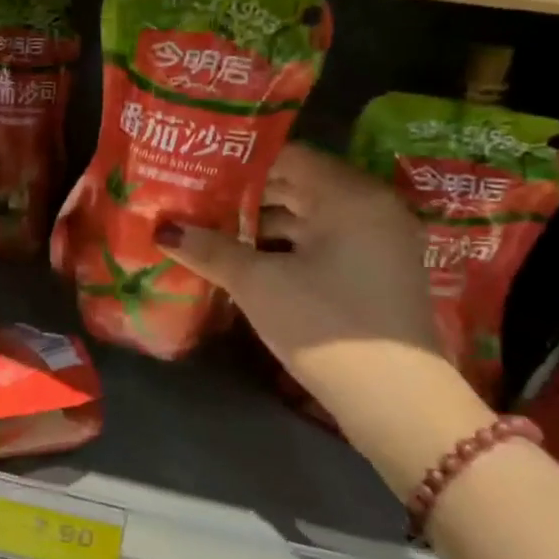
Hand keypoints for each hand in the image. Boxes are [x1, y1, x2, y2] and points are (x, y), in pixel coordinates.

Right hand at [154, 144, 490, 491]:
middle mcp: (371, 208)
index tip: (199, 168)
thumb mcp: (258, 284)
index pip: (287, 157)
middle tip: (196, 197)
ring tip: (211, 228)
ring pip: (309, 217)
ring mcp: (378, 242)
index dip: (240, 163)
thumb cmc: (325, 324)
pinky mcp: (375, 273)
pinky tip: (245, 258)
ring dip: (262, 224)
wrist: (396, 401)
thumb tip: (163, 229)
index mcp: (349, 195)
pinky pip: (323, 243)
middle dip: (245, 196)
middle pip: (298, 185)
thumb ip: (210, 249)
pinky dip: (286, 246)